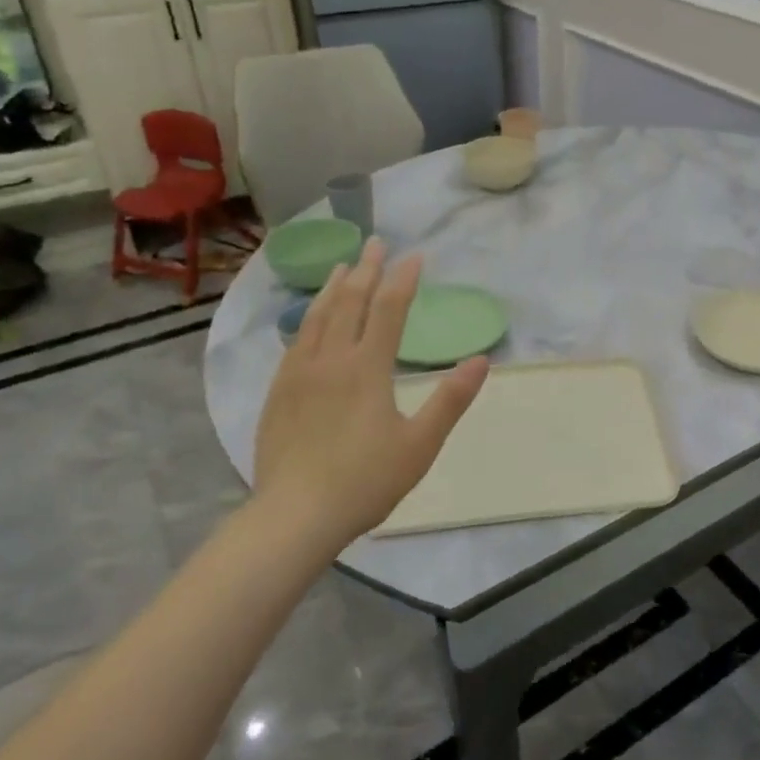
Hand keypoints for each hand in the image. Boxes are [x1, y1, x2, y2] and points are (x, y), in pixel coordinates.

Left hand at [252, 238, 487, 544]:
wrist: (294, 516)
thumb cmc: (365, 481)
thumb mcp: (420, 444)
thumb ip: (450, 399)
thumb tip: (481, 360)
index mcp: (367, 368)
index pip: (389, 310)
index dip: (404, 280)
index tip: (415, 255)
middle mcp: (331, 360)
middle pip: (349, 302)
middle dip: (366, 270)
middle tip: (376, 243)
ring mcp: (299, 374)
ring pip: (317, 317)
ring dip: (333, 287)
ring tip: (342, 266)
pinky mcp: (278, 392)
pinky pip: (296, 341)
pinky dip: (308, 318)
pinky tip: (310, 319)